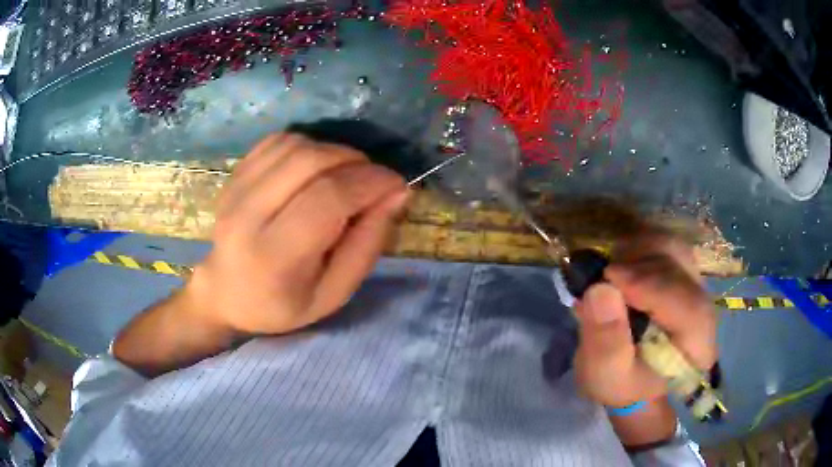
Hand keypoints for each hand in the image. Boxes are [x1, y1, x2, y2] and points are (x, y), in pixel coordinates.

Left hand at [183, 133, 408, 334]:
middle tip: (373, 179)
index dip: (370, 182)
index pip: (327, 198)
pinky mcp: (233, 175)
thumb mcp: (334, 294)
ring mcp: (235, 190)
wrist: (227, 293)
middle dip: (355, 161)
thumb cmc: (283, 304)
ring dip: (333, 151)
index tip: (396, 185)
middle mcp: (247, 216)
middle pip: (309, 161)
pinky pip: (277, 141)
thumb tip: (396, 193)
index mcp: (274, 257)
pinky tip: (316, 166)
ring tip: (346, 174)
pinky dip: (307, 145)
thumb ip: (367, 245)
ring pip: (294, 145)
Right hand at [572, 234, 717, 407]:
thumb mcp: (605, 375)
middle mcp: (705, 308)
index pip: (689, 306)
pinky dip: (638, 246)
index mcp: (698, 347)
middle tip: (602, 276)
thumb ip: (606, 341)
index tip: (608, 278)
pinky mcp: (683, 272)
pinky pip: (664, 245)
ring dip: (637, 251)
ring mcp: (696, 285)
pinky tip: (620, 263)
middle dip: (639, 265)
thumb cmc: (623, 383)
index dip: (651, 286)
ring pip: (673, 248)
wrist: (636, 378)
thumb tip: (599, 289)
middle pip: (682, 268)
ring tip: (610, 271)